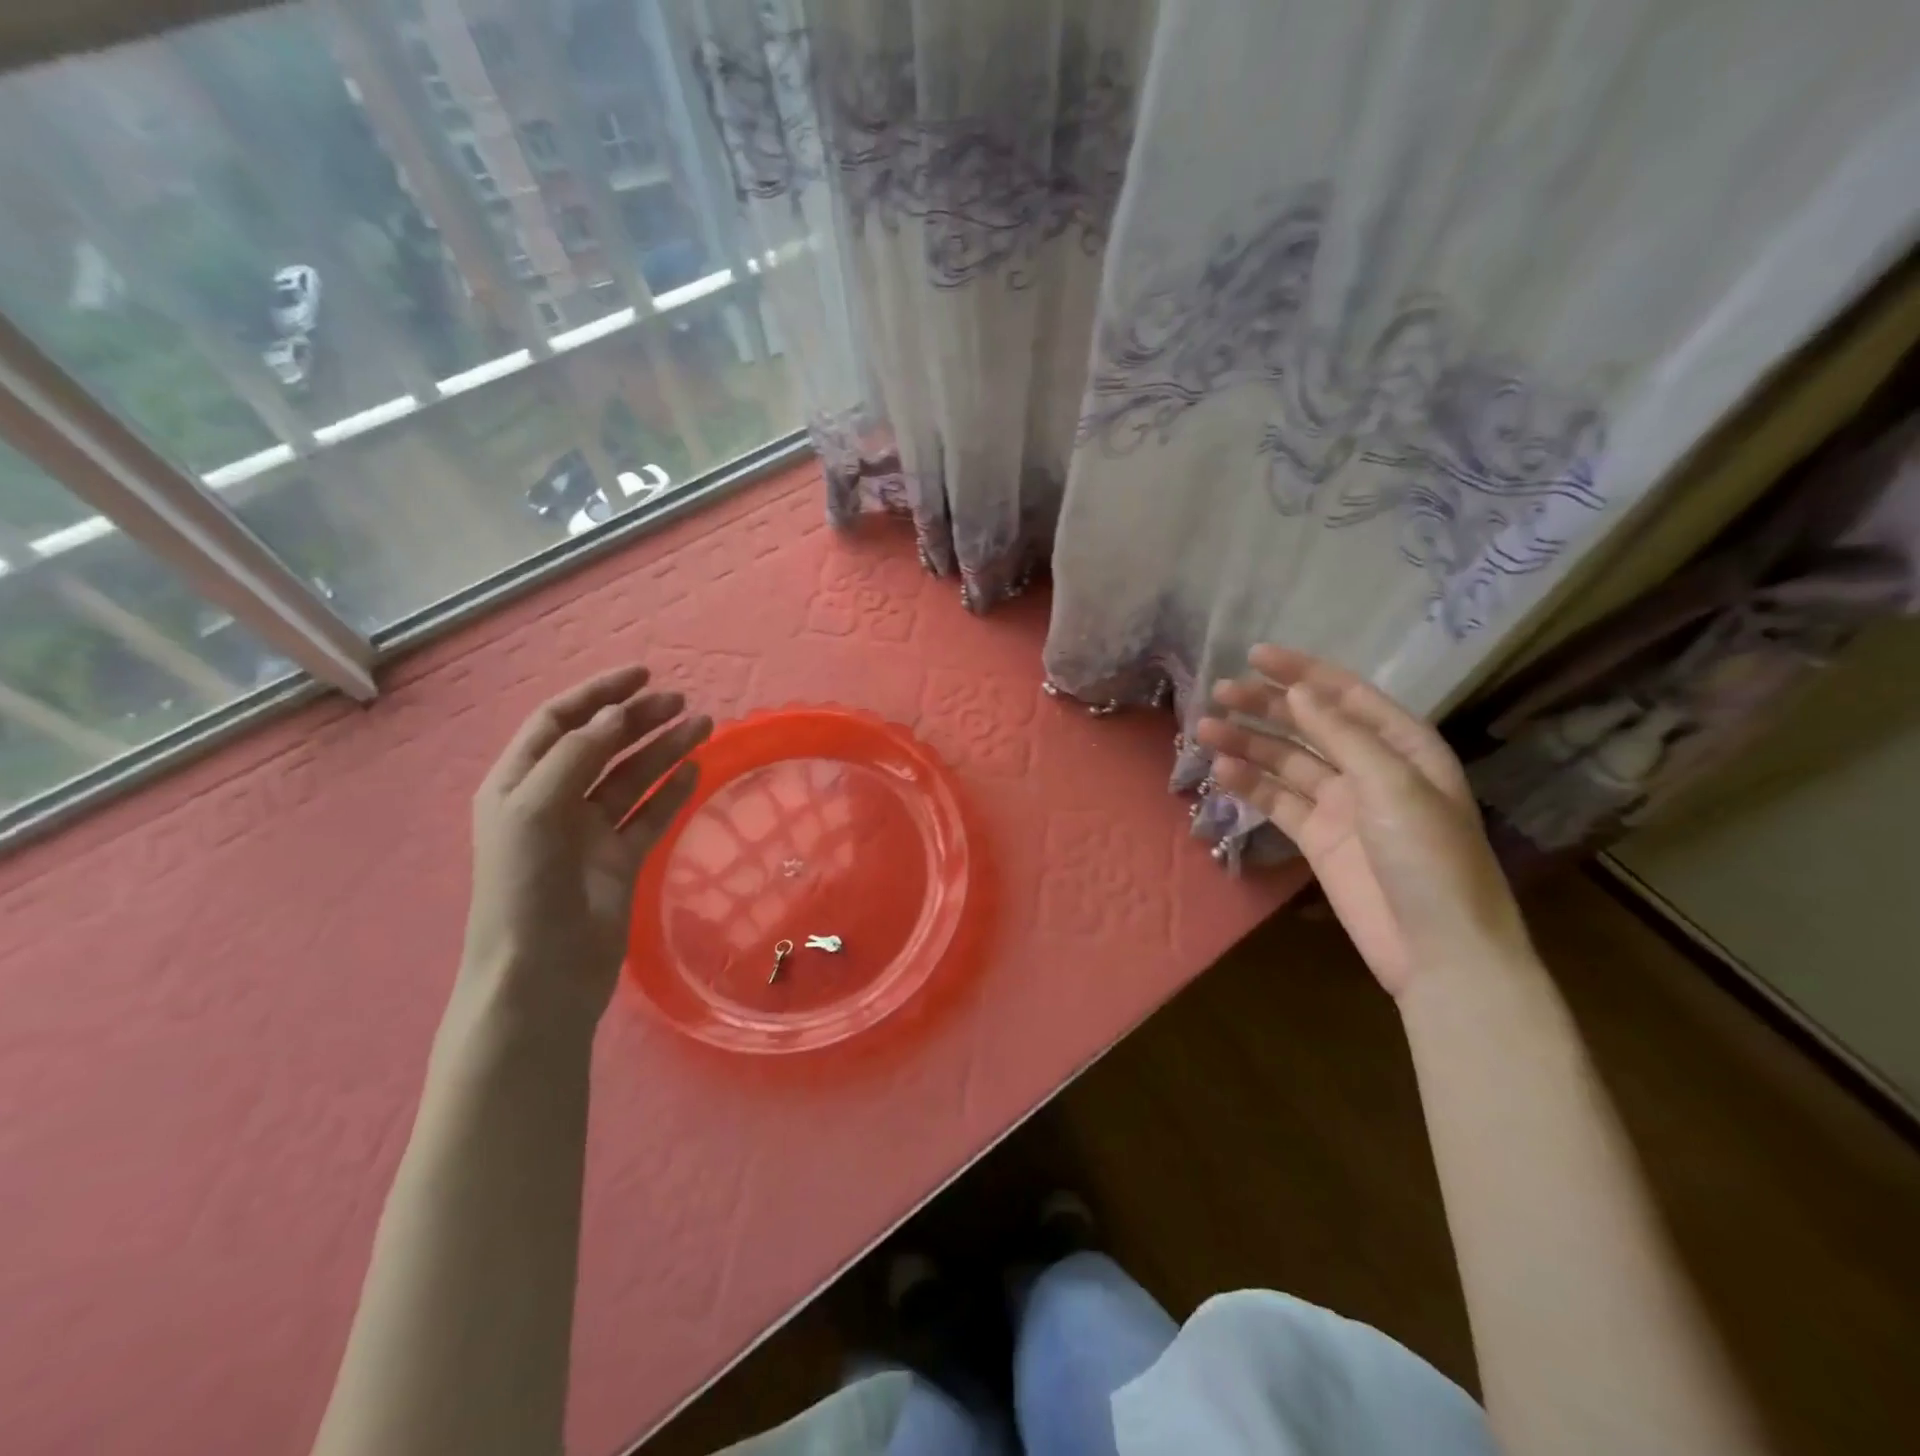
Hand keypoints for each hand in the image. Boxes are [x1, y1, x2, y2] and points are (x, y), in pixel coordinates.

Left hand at [462, 665, 710, 1025]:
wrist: (541, 975)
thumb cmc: (525, 887)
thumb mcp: (536, 808)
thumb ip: (577, 755)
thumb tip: (616, 715)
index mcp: (519, 784)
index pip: (559, 723)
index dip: (598, 695)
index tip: (642, 675)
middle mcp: (554, 801)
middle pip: (601, 746)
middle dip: (639, 720)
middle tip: (682, 702)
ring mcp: (589, 833)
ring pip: (632, 778)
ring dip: (664, 750)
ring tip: (704, 726)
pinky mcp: (620, 860)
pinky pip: (650, 816)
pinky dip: (672, 792)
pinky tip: (696, 771)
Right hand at [1194, 645, 1524, 997]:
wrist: (1438, 949)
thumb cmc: (1429, 858)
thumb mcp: (1393, 785)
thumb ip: (1342, 736)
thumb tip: (1299, 693)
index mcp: (1404, 747)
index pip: (1346, 695)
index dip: (1302, 672)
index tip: (1255, 655)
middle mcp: (1370, 768)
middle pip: (1309, 725)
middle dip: (1266, 706)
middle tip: (1219, 692)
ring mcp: (1341, 804)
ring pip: (1285, 761)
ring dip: (1248, 743)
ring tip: (1204, 729)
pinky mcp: (1317, 838)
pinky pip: (1277, 801)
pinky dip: (1250, 785)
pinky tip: (1221, 772)